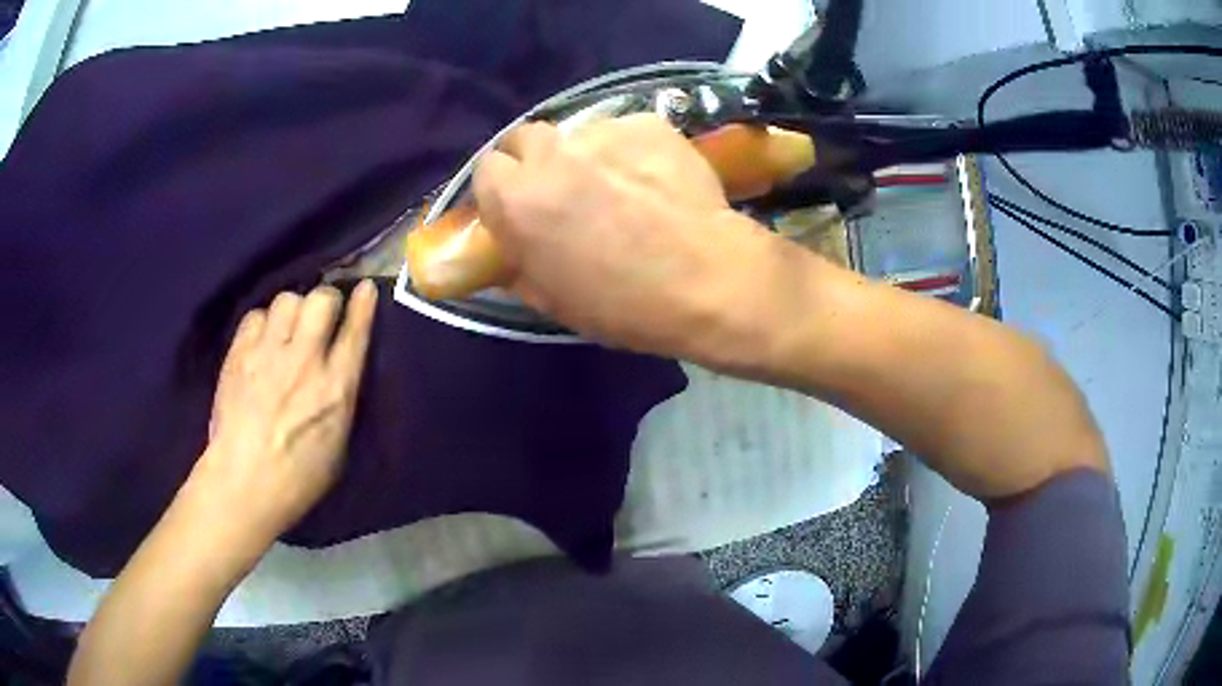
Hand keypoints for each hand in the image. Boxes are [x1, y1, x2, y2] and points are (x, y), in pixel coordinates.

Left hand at [188, 281, 377, 547]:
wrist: (243, 483)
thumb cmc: (298, 478)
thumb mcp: (338, 447)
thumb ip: (341, 400)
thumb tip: (341, 372)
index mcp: (335, 389)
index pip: (355, 331)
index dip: (363, 304)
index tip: (364, 289)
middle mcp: (305, 361)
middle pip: (321, 299)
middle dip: (326, 301)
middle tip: (321, 317)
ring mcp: (268, 354)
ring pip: (287, 299)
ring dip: (293, 310)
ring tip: (288, 329)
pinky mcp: (239, 354)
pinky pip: (256, 316)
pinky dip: (263, 324)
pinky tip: (261, 343)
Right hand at [473, 114, 797, 365]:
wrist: (708, 281)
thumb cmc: (624, 304)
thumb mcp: (552, 300)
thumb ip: (517, 265)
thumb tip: (509, 250)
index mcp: (517, 199)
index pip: (486, 170)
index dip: (502, 189)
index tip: (520, 207)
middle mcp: (551, 154)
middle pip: (525, 138)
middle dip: (536, 161)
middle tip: (563, 190)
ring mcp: (602, 132)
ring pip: (577, 133)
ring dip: (584, 154)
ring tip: (619, 184)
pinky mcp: (647, 123)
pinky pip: (624, 131)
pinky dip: (630, 150)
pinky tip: (654, 178)